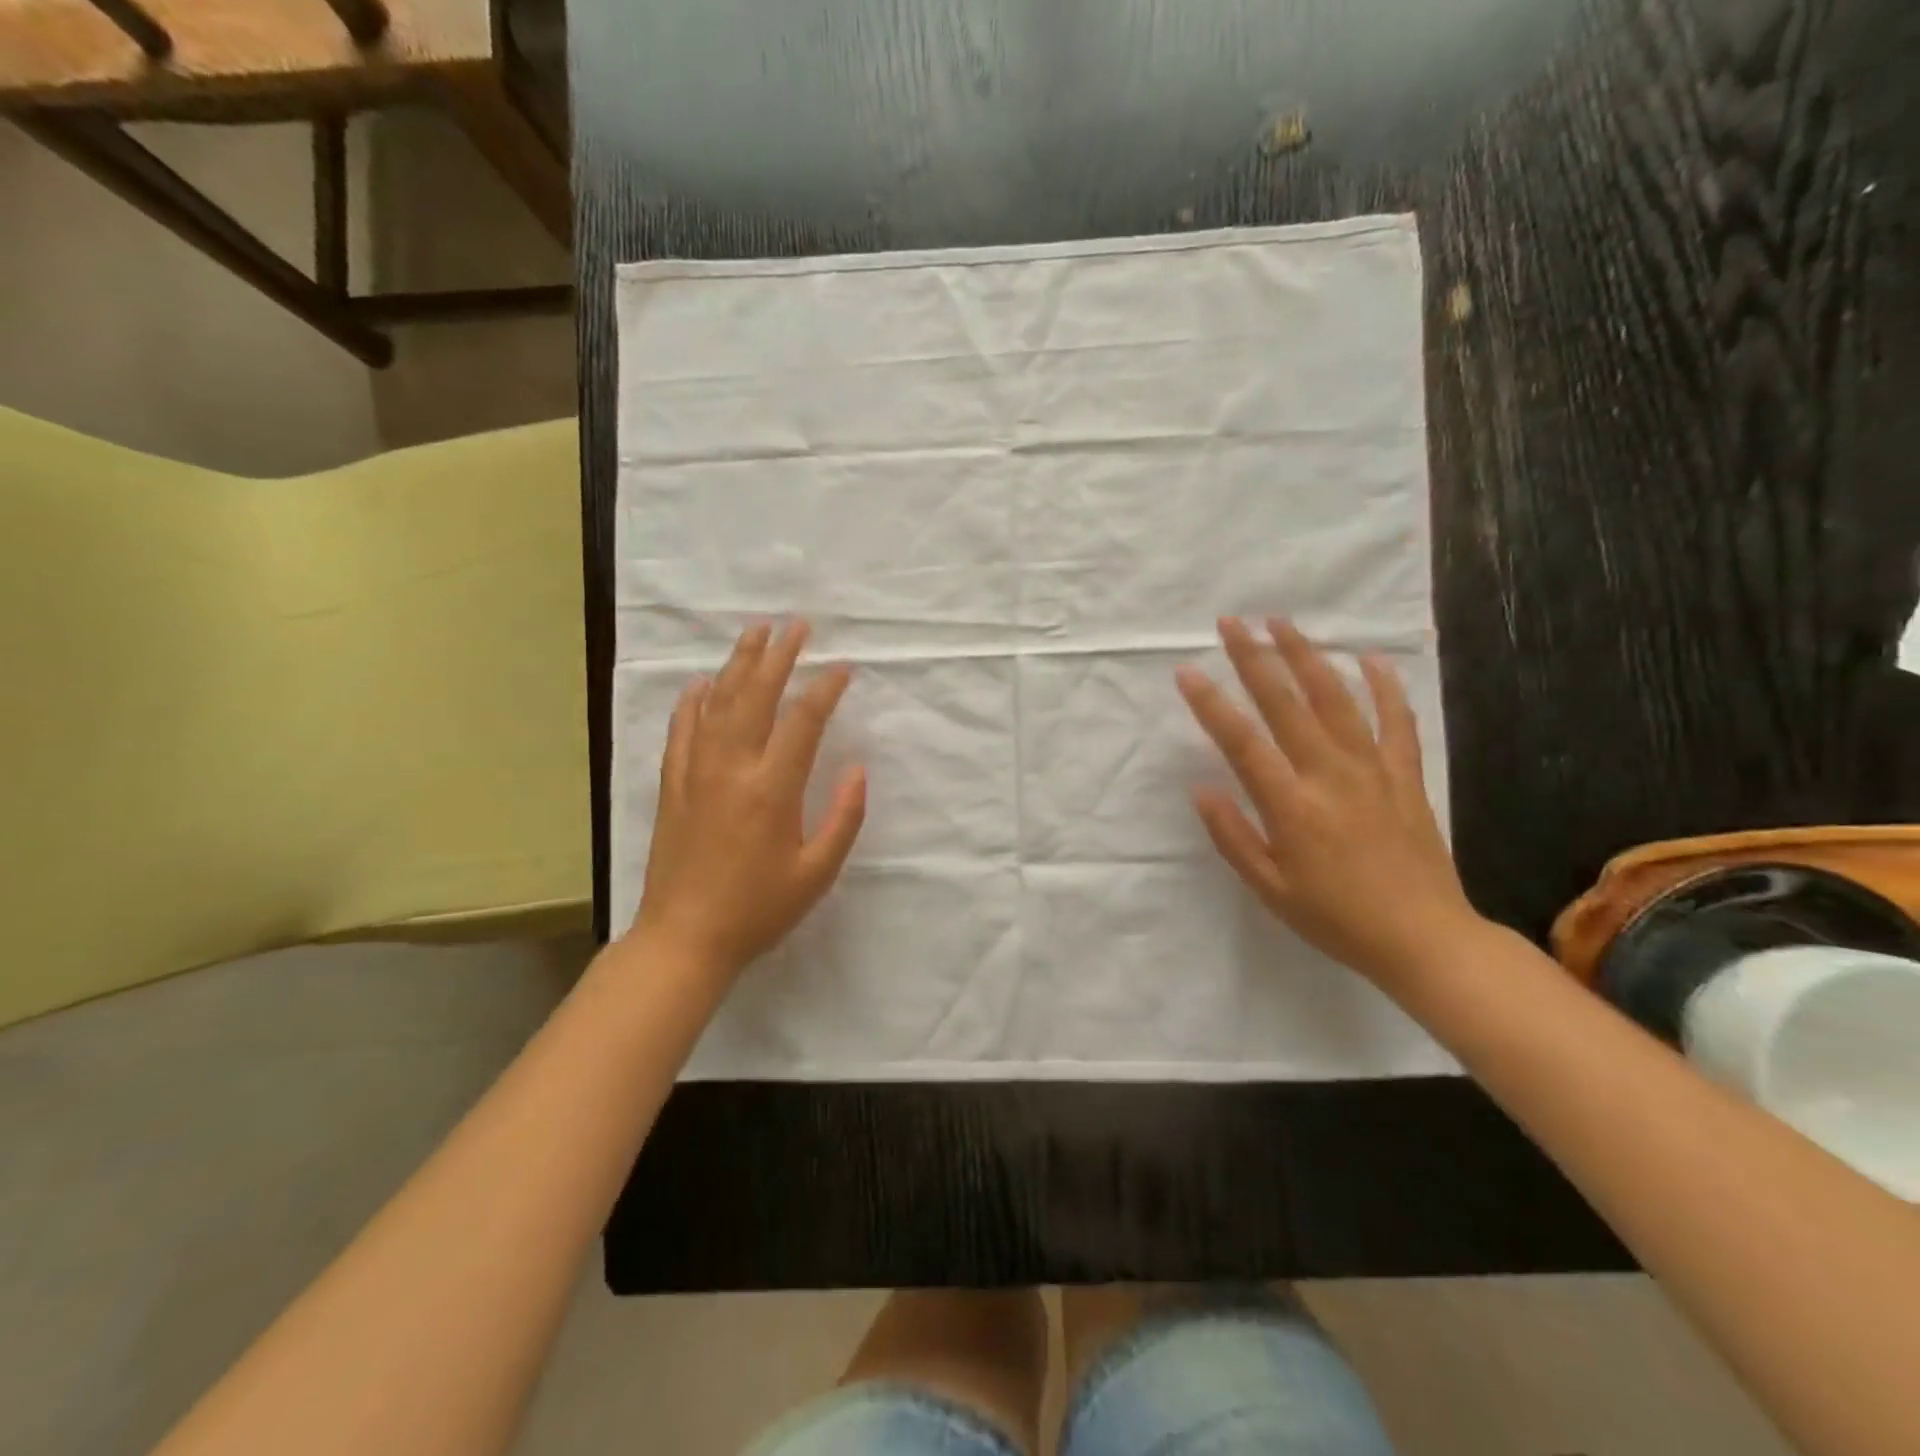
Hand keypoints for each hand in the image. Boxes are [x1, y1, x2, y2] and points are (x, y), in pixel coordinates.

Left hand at [631, 621, 865, 978]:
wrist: (684, 938)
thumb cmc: (758, 909)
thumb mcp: (816, 873)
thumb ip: (843, 818)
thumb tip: (857, 770)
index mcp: (772, 789)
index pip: (803, 721)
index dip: (825, 689)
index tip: (842, 667)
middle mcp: (732, 768)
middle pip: (755, 695)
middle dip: (779, 655)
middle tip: (796, 624)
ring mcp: (696, 772)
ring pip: (717, 703)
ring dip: (738, 664)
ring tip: (756, 633)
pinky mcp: (673, 784)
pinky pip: (681, 730)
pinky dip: (693, 701)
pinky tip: (702, 683)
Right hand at [1176, 617, 1478, 988]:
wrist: (1424, 938)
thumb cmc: (1335, 918)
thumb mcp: (1269, 888)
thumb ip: (1232, 835)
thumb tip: (1201, 788)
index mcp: (1291, 805)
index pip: (1241, 741)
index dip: (1210, 703)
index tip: (1187, 671)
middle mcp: (1330, 774)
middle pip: (1286, 703)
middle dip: (1254, 658)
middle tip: (1231, 623)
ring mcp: (1373, 769)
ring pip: (1337, 698)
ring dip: (1307, 656)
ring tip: (1283, 623)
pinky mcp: (1405, 775)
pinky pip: (1396, 720)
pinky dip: (1384, 686)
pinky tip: (1369, 660)